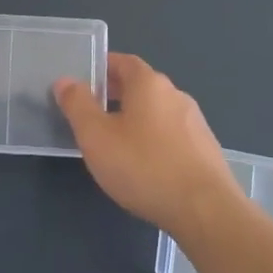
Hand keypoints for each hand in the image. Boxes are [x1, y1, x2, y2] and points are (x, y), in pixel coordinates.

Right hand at [54, 53, 244, 237]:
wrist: (206, 211)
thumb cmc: (144, 167)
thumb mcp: (96, 136)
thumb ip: (78, 105)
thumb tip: (65, 81)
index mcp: (149, 83)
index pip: (123, 61)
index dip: (101, 68)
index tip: (83, 82)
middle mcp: (175, 94)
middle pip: (141, 85)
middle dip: (116, 94)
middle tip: (92, 112)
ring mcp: (195, 122)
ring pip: (157, 111)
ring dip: (136, 118)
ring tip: (115, 142)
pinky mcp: (205, 150)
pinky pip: (172, 134)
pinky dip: (154, 139)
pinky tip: (145, 165)